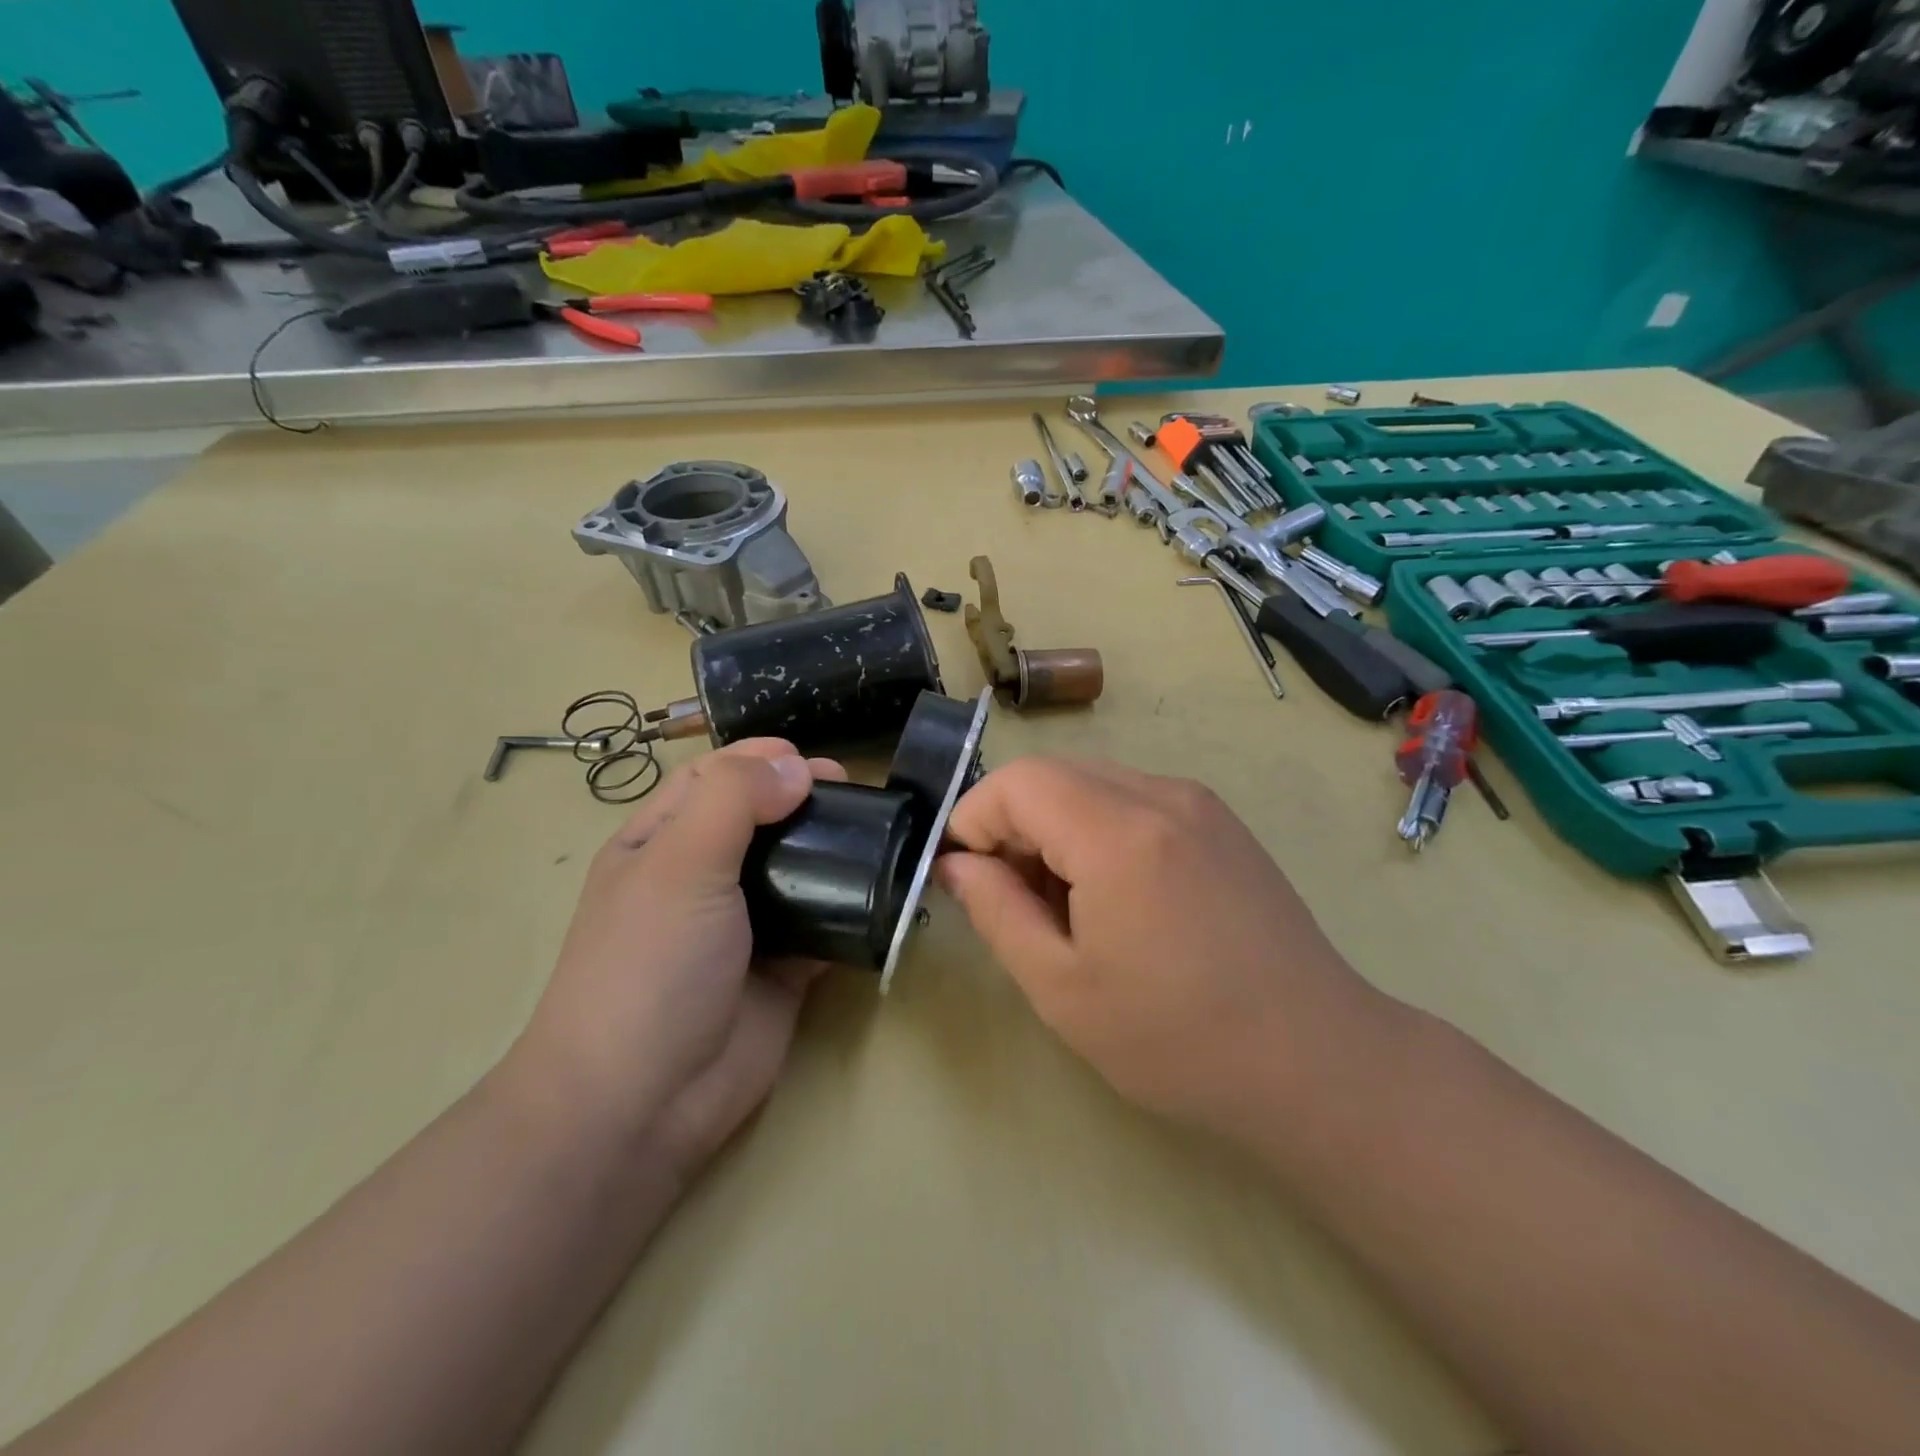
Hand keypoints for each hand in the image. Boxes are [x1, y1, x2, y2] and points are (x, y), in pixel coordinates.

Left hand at [507, 740, 844, 1180]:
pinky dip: (851, 909)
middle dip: (804, 799)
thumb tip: (795, 767)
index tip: (814, 762)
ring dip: (833, 850)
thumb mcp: (679, 865)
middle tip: (854, 796)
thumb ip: (734, 802)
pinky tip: (882, 894)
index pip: (713, 779)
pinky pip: (824, 924)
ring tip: (876, 837)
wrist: (645, 1101)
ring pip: (796, 870)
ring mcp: (745, 926)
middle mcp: (701, 878)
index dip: (760, 761)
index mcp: (660, 844)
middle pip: (761, 819)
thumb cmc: (649, 965)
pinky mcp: (783, 968)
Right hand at [937, 757, 1393, 1139]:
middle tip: (1012, 899)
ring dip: (1056, 828)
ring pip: (1091, 784)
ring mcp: (1198, 802)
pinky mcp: (1220, 821)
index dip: (974, 821)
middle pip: (1053, 775)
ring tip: (1068, 906)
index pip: (1016, 782)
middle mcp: (1160, 794)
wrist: (1315, 1059)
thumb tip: (955, 863)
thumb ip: (994, 909)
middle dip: (1012, 825)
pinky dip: (1099, 830)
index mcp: (1118, 831)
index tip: (965, 879)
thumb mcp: (1060, 986)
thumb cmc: (1176, 1037)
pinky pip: (1133, 800)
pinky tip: (1117, 897)